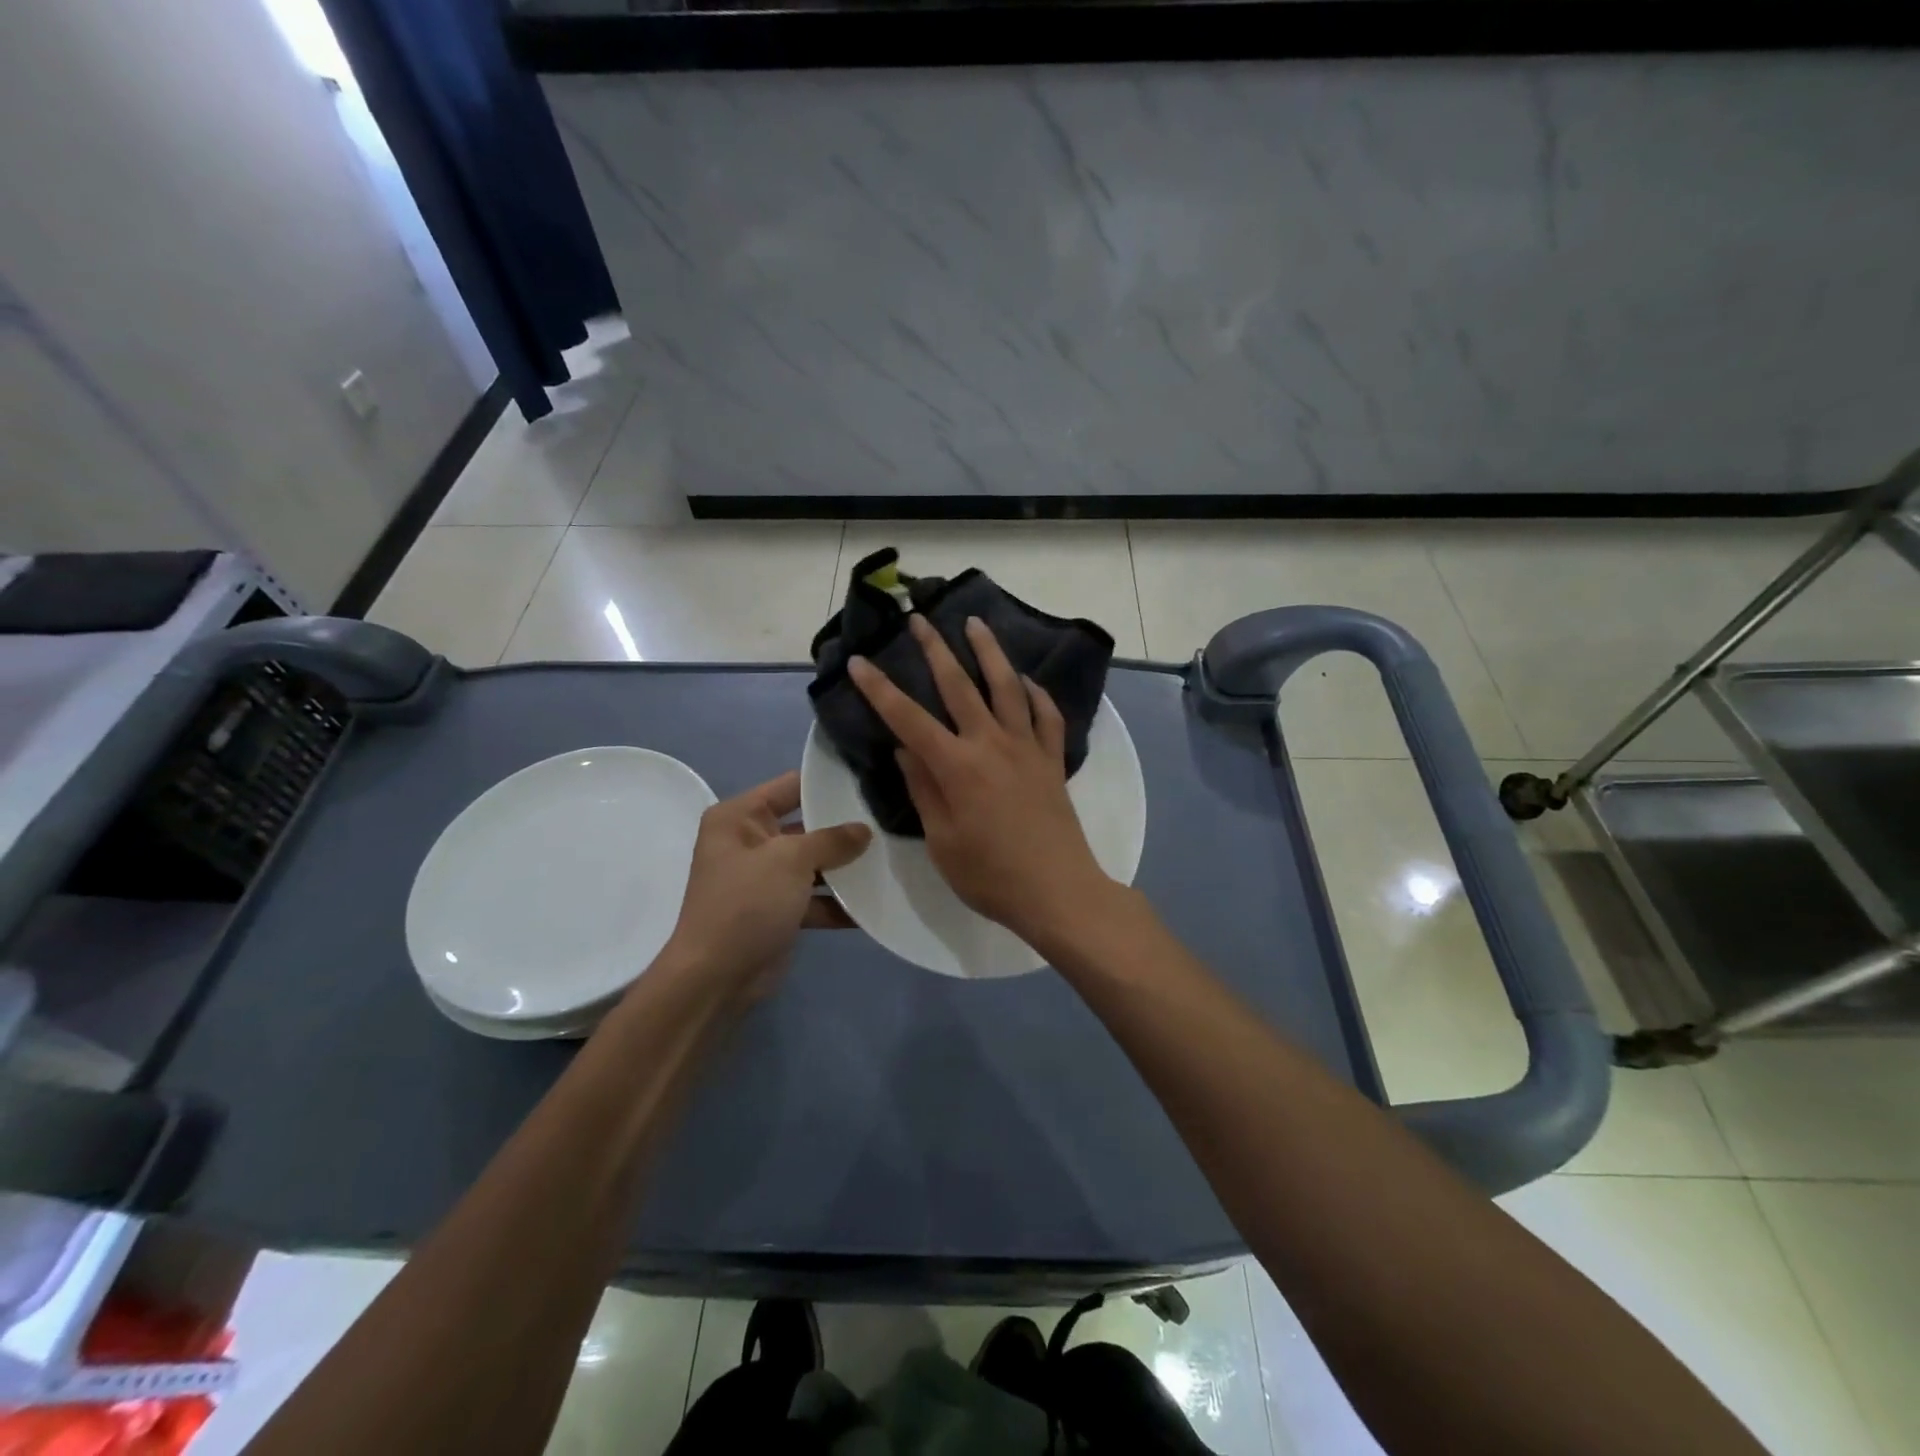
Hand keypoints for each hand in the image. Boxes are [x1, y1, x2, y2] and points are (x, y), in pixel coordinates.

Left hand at [660, 772, 870, 1001]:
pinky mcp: (777, 910)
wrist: (716, 978)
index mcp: (739, 817)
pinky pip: (813, 898)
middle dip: (844, 828)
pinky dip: (838, 902)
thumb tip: (864, 829)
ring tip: (890, 858)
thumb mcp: (790, 860)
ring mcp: (764, 878)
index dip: (828, 783)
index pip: (791, 786)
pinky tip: (875, 903)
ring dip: (845, 867)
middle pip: (806, 825)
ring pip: (813, 863)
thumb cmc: (746, 903)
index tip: (869, 780)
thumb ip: (831, 840)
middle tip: (888, 820)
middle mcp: (749, 841)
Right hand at [848, 615, 1112, 945]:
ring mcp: (1027, 748)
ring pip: (1007, 686)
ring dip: (989, 651)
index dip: (880, 689)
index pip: (908, 718)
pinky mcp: (1052, 760)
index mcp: (957, 767)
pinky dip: (1035, 692)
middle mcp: (991, 744)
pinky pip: (1046, 715)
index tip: (859, 661)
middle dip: (935, 649)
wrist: (1058, 891)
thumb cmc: (991, 876)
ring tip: (975, 623)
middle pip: (960, 685)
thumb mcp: (942, 841)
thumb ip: (923, 790)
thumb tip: (905, 749)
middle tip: (920, 619)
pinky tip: (1026, 680)